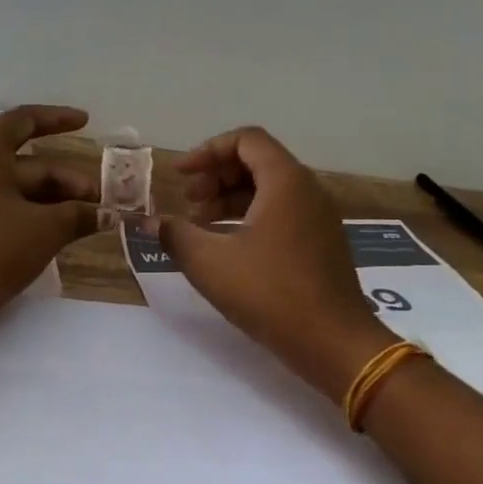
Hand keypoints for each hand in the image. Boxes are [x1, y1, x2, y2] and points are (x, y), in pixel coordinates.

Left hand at [0, 105, 100, 322]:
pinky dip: (29, 215)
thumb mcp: (45, 228)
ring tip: (84, 221)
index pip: (24, 120)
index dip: (57, 119)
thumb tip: (107, 215)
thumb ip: (79, 216)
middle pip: (25, 163)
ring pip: (14, 190)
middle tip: (100, 202)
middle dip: (66, 180)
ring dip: (51, 201)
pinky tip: (53, 234)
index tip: (86, 122)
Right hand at [155, 127, 394, 399]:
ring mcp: (318, 218)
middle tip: (187, 202)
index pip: (246, 140)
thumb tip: (149, 222)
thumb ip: (175, 234)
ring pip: (269, 190)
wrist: (333, 342)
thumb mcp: (209, 262)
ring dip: (230, 199)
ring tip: (200, 226)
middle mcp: (307, 191)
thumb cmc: (269, 293)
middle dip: (216, 176)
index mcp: (285, 181)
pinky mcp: (321, 244)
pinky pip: (281, 213)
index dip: (207, 151)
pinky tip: (227, 247)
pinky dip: (250, 217)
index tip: (180, 175)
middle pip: (257, 162)